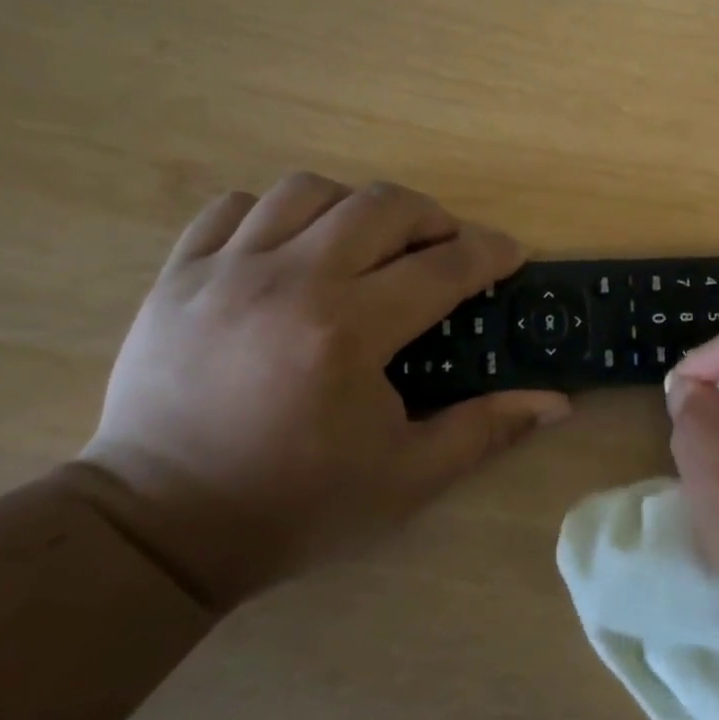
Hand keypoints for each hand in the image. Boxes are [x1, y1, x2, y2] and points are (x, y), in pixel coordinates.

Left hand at [79, 173, 570, 610]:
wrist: (160, 529)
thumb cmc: (296, 505)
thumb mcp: (407, 478)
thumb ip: (486, 429)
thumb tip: (558, 401)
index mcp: (349, 331)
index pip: (442, 266)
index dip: (490, 252)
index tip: (512, 255)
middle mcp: (290, 281)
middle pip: (381, 206)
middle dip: (432, 218)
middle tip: (447, 249)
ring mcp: (226, 271)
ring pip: (307, 190)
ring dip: (356, 208)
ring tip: (370, 244)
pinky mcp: (179, 276)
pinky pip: (234, 208)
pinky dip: (275, 214)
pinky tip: (292, 249)